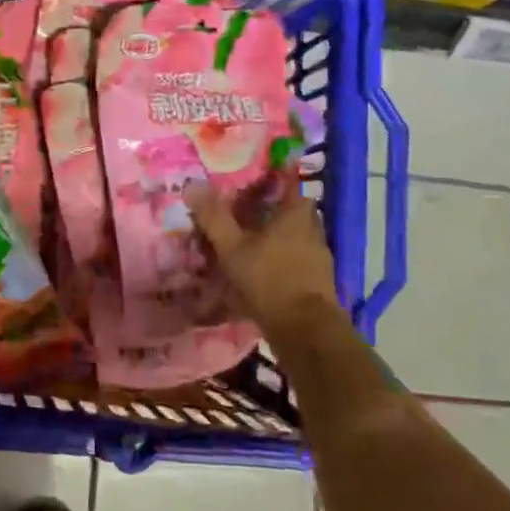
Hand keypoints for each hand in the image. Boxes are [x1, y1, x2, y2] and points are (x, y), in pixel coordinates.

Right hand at [185, 182, 350, 350]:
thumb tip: (192, 184)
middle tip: (235, 213)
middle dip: (262, 210)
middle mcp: (311, 228)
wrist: (306, 332)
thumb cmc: (269, 279)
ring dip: (267, 237)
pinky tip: (255, 271)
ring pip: (288, 236)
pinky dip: (274, 260)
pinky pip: (291, 259)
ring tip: (240, 243)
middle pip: (284, 209)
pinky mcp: (315, 280)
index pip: (285, 182)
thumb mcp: (232, 247)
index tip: (244, 181)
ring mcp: (317, 255)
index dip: (265, 178)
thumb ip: (213, 217)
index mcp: (296, 212)